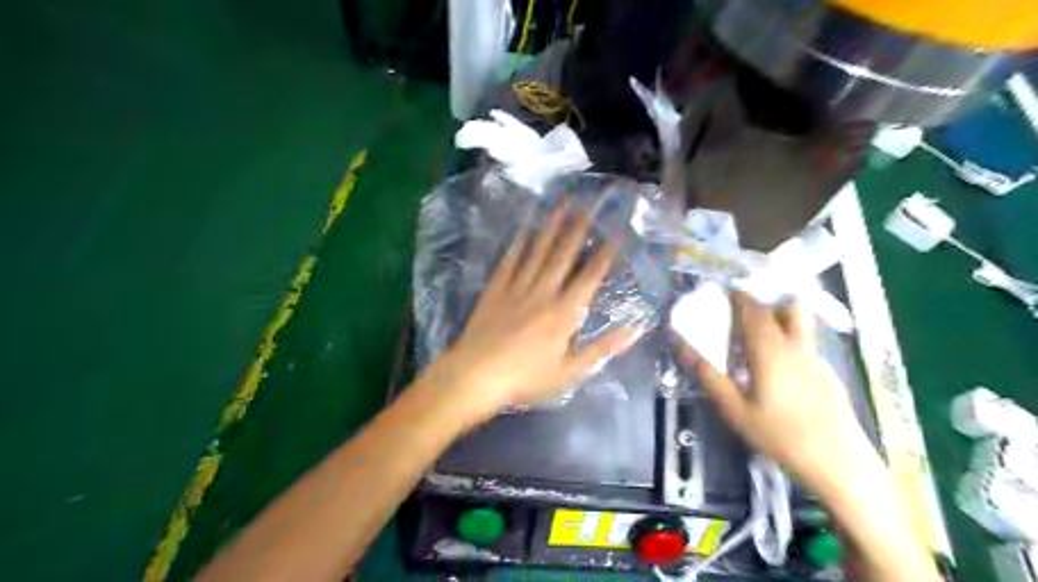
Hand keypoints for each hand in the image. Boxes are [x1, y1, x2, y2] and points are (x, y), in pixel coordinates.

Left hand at [428, 206, 641, 422]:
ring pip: (538, 250)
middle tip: (591, 201)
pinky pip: (510, 260)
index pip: (591, 275)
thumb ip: (602, 348)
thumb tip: (635, 330)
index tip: (617, 229)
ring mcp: (517, 286)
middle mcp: (544, 291)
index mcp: (565, 312)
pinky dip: (519, 242)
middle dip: (580, 225)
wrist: (476, 375)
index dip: (606, 251)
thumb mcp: (570, 372)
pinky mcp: (496, 288)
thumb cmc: (526, 377)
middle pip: (564, 253)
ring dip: (552, 225)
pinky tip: (526, 226)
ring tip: (562, 202)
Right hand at [678, 294, 878, 492]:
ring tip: (759, 333)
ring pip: (800, 322)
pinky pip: (805, 342)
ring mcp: (816, 358)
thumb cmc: (780, 436)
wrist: (839, 463)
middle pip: (785, 307)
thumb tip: (683, 348)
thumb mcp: (735, 410)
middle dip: (762, 301)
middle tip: (741, 310)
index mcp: (770, 350)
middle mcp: (796, 346)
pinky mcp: (827, 372)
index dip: (740, 297)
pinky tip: (778, 367)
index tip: (726, 291)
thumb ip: (709, 376)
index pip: (755, 310)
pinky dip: (788, 338)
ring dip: (780, 315)